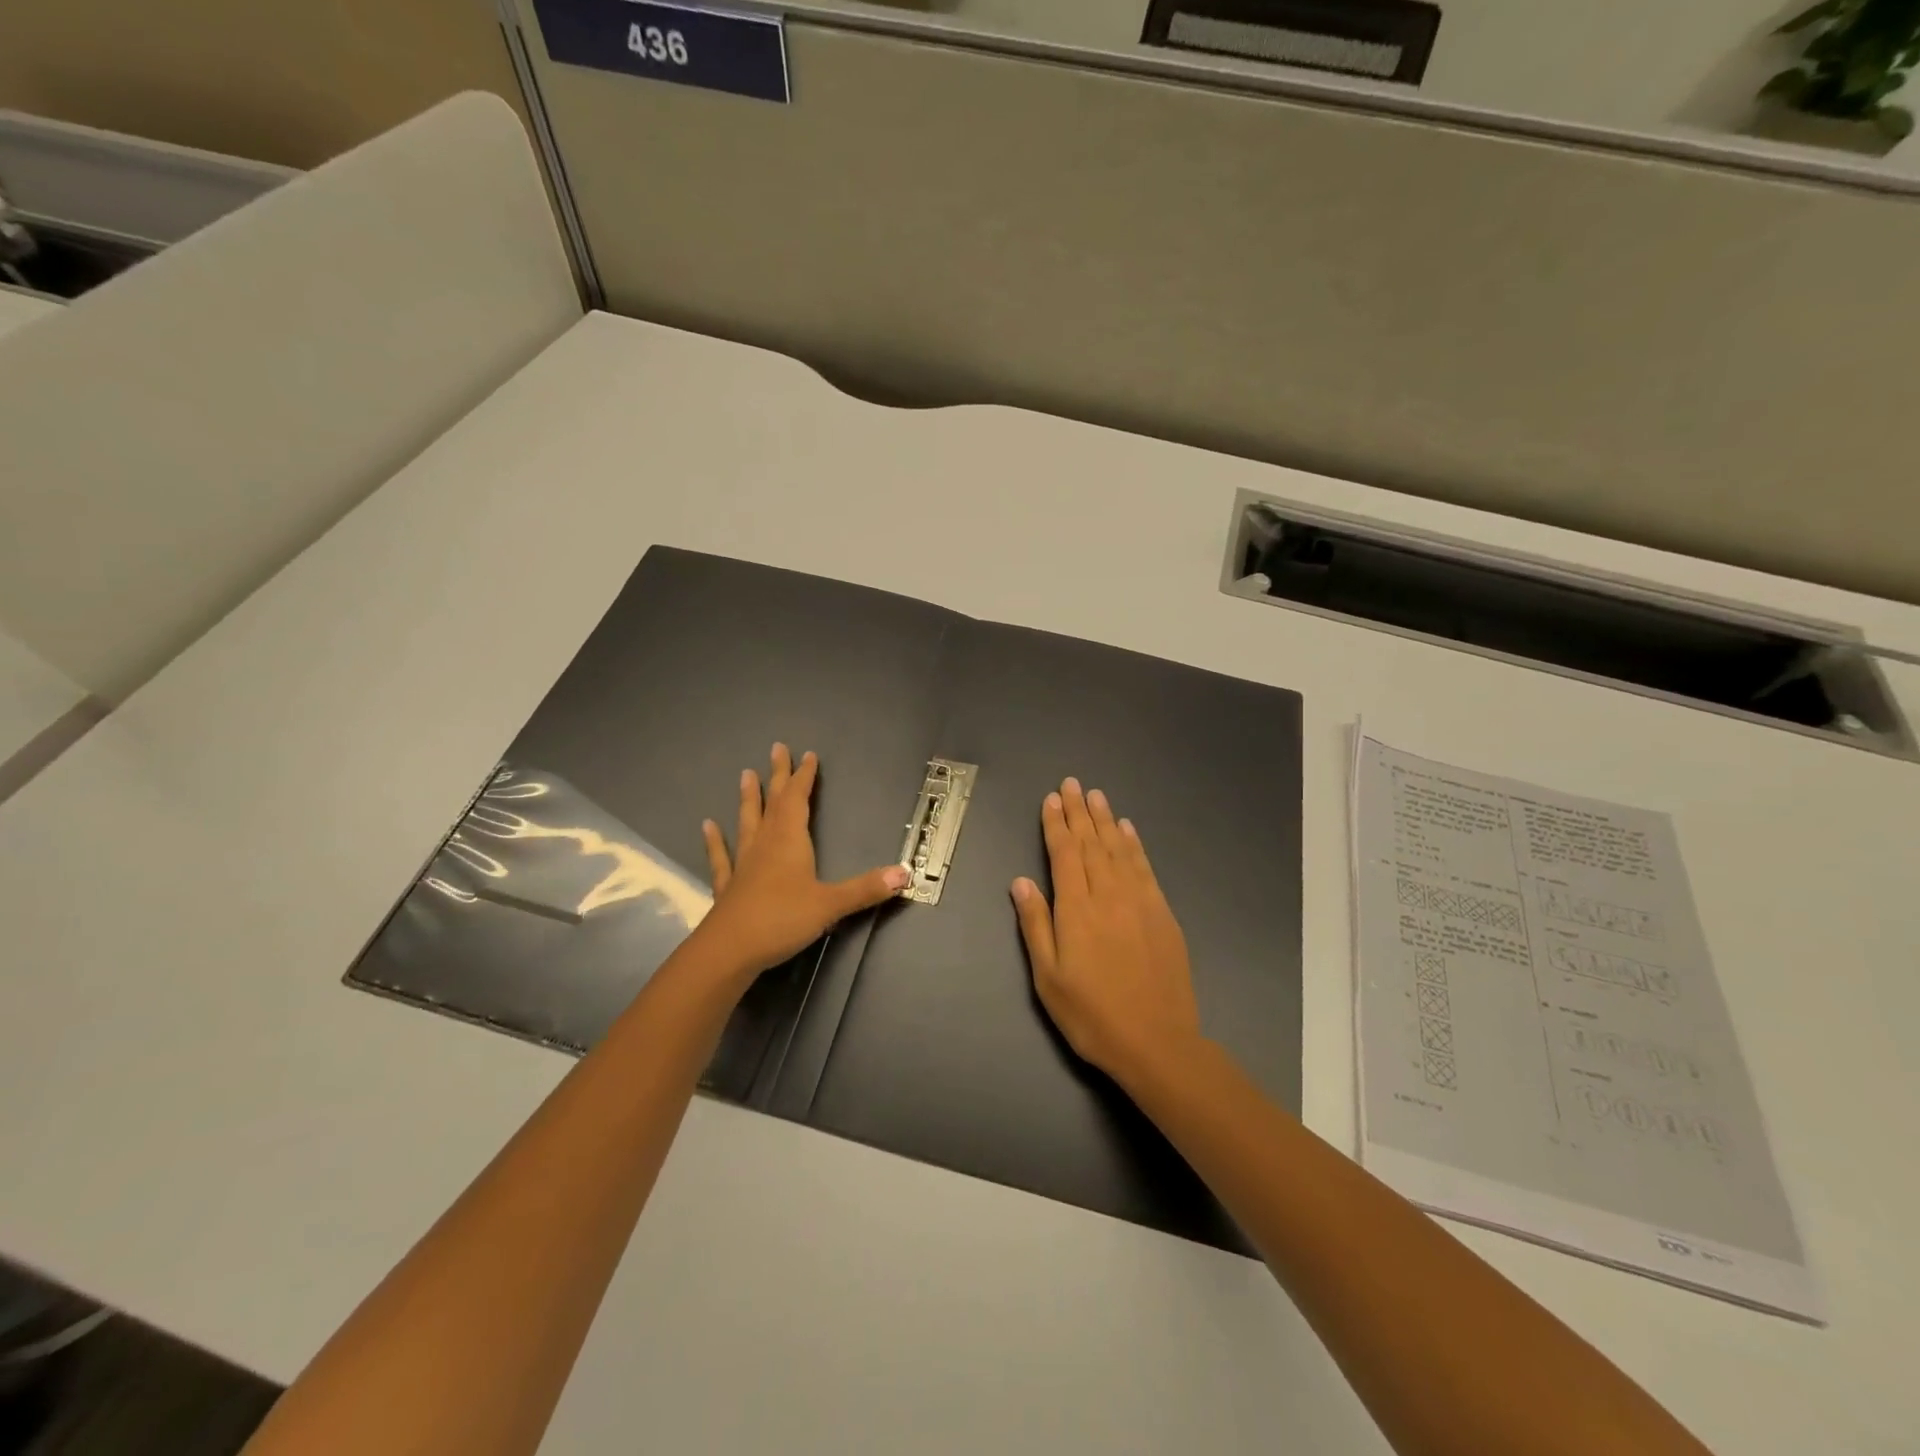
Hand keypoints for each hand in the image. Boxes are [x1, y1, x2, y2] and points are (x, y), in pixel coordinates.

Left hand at [696, 743, 907, 980]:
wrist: (729, 950)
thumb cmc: (781, 920)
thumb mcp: (830, 905)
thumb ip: (866, 889)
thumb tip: (905, 874)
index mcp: (790, 841)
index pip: (798, 799)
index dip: (804, 777)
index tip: (807, 755)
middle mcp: (765, 844)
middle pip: (773, 802)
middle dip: (777, 775)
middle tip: (776, 748)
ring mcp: (743, 864)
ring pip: (748, 822)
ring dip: (748, 798)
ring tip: (745, 775)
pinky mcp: (728, 886)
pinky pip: (722, 857)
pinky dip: (716, 840)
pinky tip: (708, 826)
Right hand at [1011, 778, 1203, 1086]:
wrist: (1157, 1042)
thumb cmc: (1092, 1015)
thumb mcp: (1048, 978)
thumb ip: (1035, 925)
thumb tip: (1021, 881)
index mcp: (1076, 909)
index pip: (1063, 854)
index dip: (1056, 824)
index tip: (1051, 799)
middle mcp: (1108, 895)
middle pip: (1091, 843)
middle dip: (1079, 812)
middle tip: (1072, 783)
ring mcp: (1139, 901)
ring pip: (1118, 849)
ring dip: (1106, 820)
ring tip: (1096, 795)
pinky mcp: (1162, 913)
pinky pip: (1145, 868)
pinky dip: (1135, 845)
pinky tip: (1128, 830)